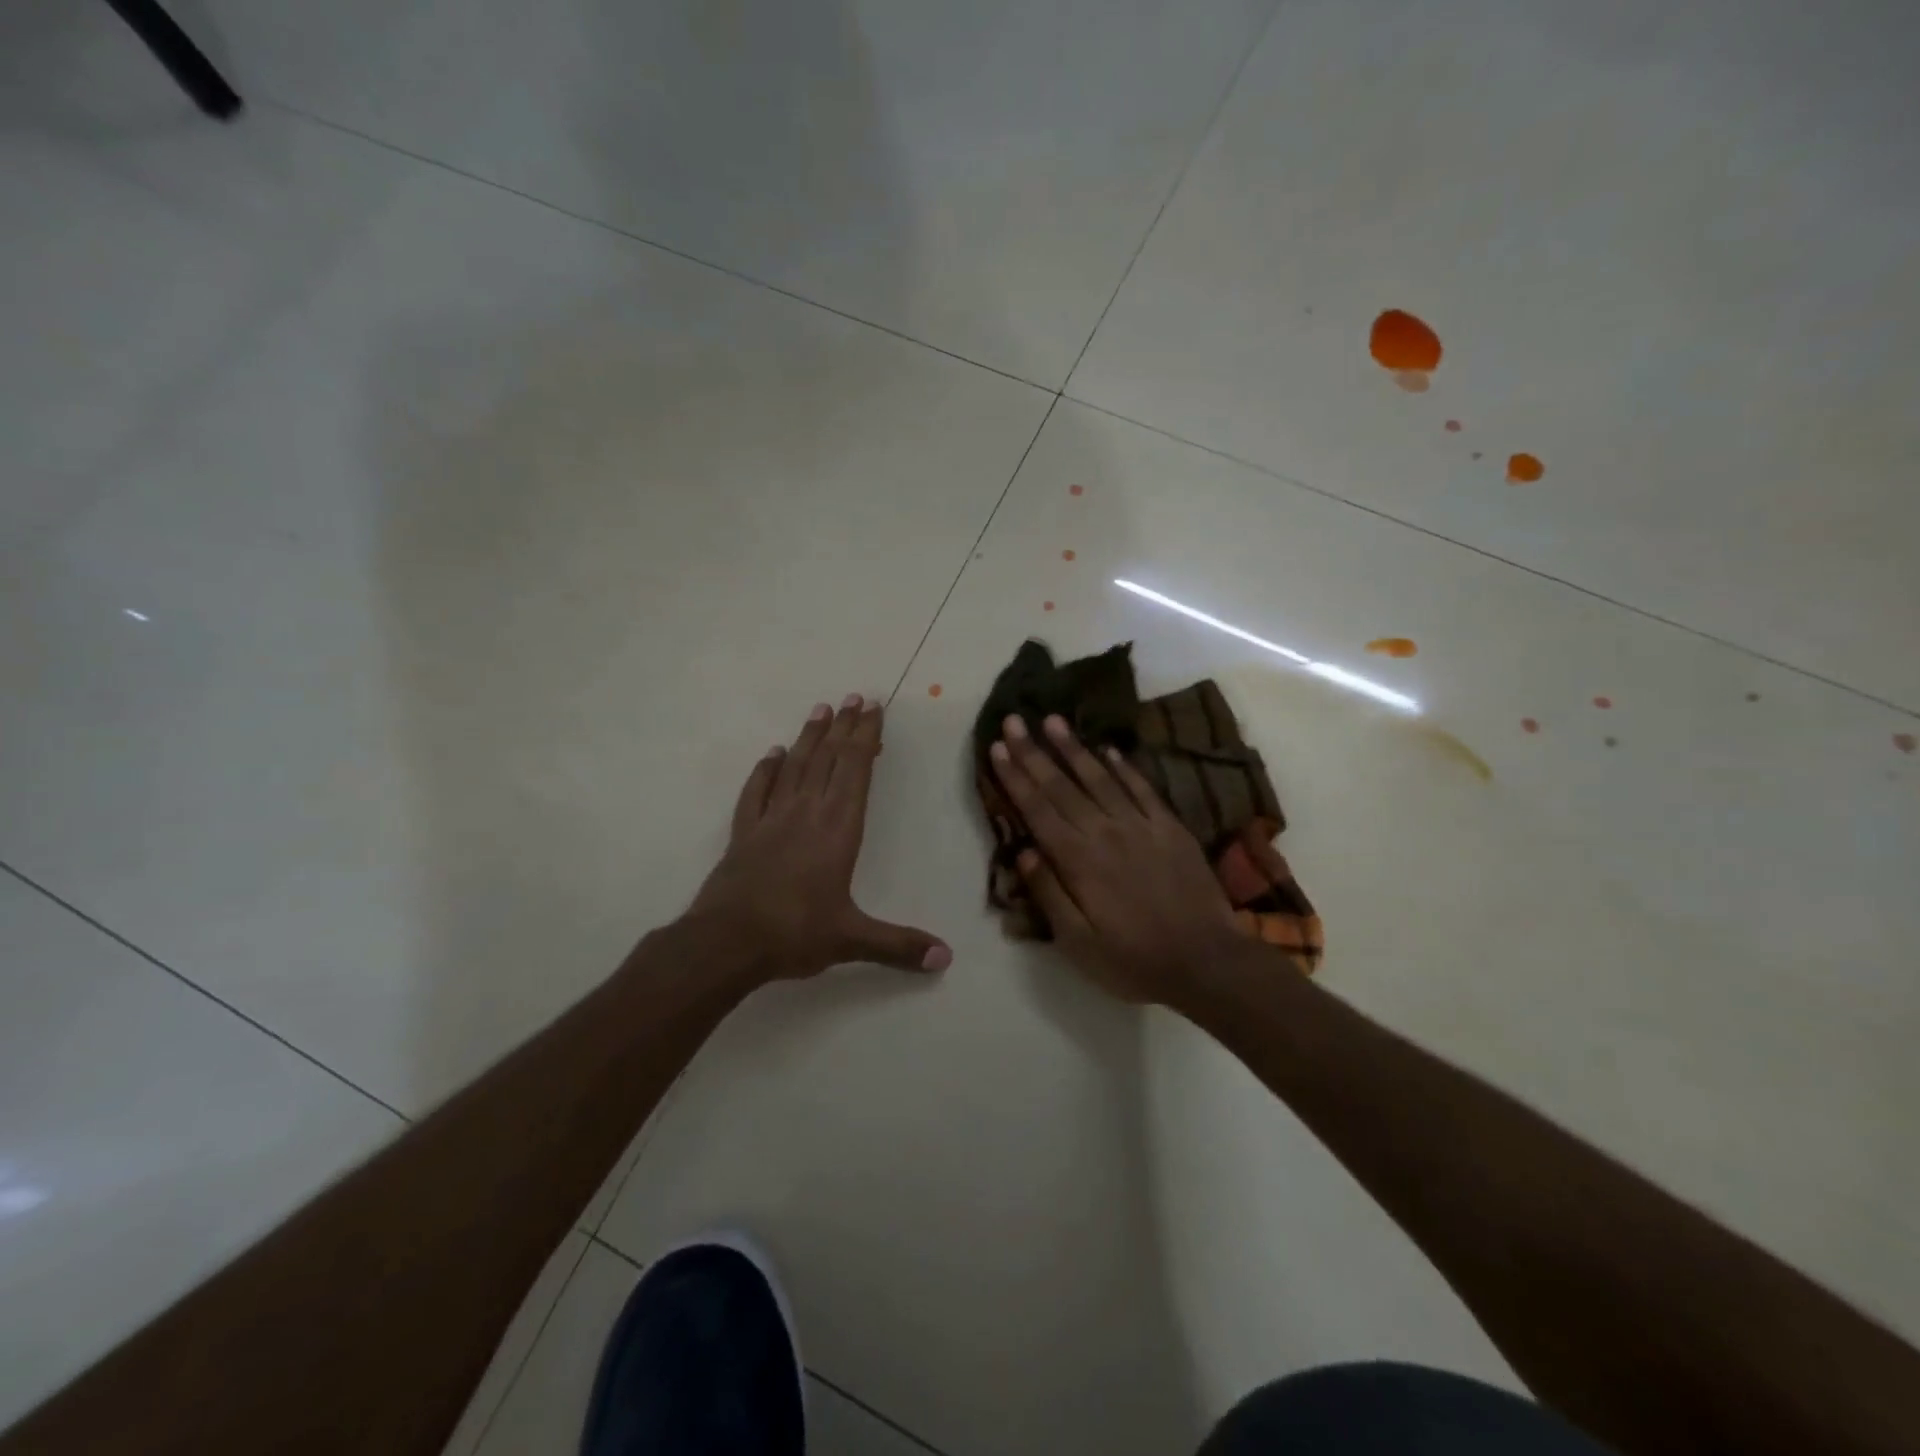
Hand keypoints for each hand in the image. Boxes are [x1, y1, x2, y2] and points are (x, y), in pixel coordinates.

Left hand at [686, 694, 951, 984]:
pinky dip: (765, 770)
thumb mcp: (852, 940)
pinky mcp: (744, 833)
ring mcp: (772, 819)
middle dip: (844, 727)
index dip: (866, 738)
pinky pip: (756, 792)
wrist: (726, 942)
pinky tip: (772, 754)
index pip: (856, 771)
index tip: (873, 708)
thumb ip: (899, 946)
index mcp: (838, 830)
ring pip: (794, 767)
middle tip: (854, 697)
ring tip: (821, 710)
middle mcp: (807, 813)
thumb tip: (947, 958)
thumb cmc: (794, 934)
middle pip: (828, 759)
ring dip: (809, 737)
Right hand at [989, 713, 1242, 1006]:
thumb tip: (1021, 853)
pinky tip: (1108, 749)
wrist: (1207, 962)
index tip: (997, 748)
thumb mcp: (1078, 943)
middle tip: (1014, 720)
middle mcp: (1105, 832)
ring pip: (1099, 778)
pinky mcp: (1170, 827)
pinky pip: (1142, 788)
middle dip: (1034, 752)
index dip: (1015, 777)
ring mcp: (1141, 826)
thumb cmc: (1133, 959)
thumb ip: (1049, 893)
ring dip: (1073, 748)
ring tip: (1053, 720)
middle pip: (1062, 786)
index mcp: (1078, 861)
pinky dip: (1123, 767)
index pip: (1038, 810)